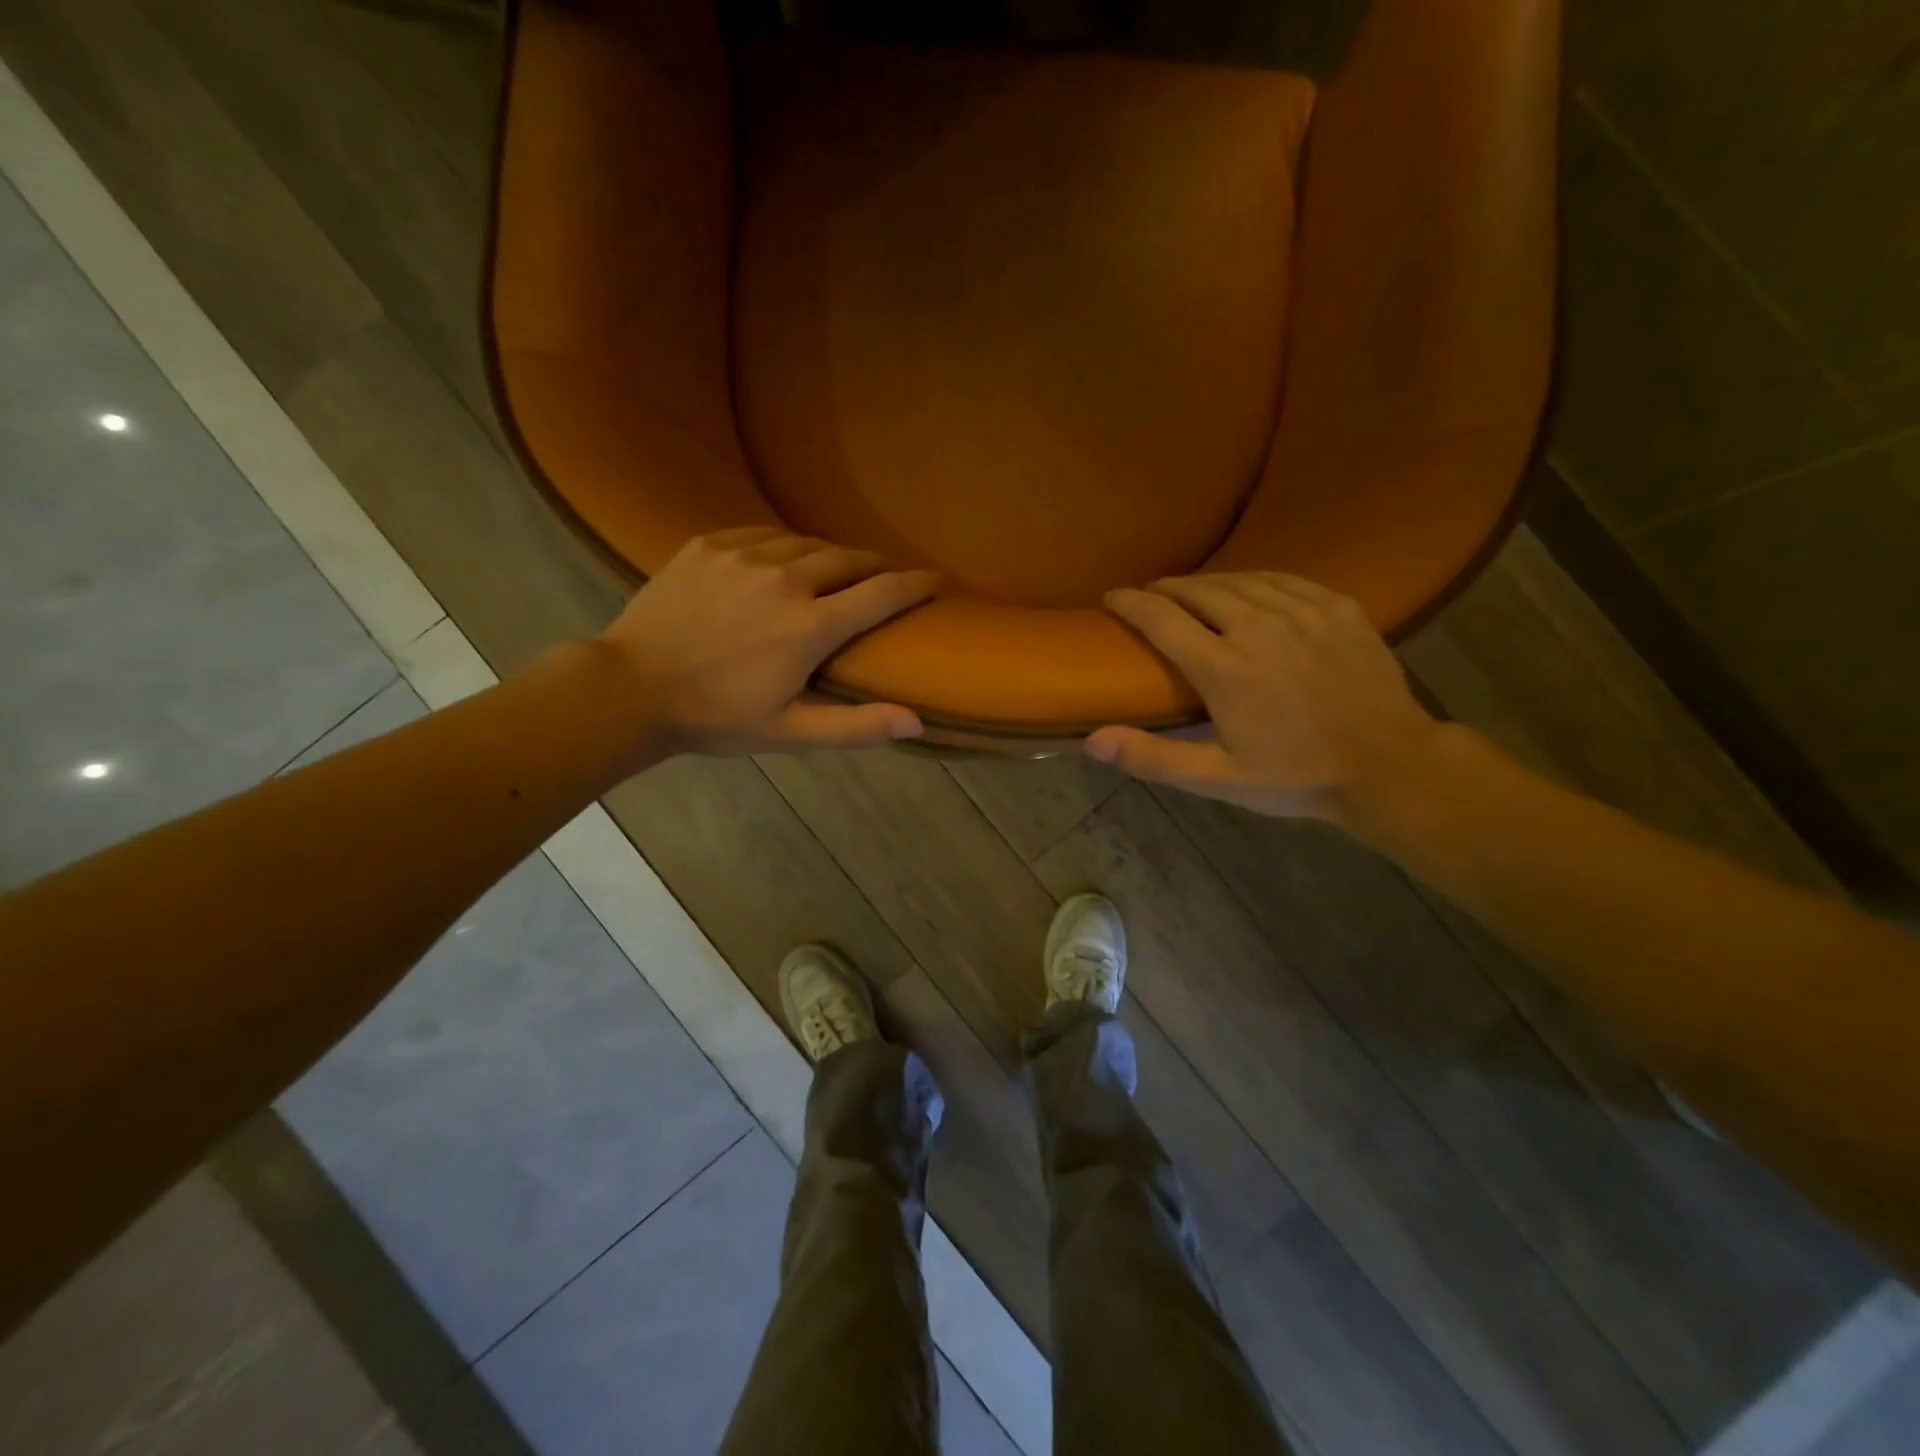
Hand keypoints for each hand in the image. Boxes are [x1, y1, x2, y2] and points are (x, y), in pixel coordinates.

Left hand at [598, 527, 936, 754]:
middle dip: (874, 567)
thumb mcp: (790, 733)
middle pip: (849, 559)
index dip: (915, 583)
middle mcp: (785, 580)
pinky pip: (764, 534)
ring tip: (834, 571)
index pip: (882, 593)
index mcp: (810, 627)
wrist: (630, 688)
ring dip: (830, 556)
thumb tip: (917, 722)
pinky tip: (782, 561)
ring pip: (807, 543)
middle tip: (882, 577)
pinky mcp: (710, 544)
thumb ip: (856, 726)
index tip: (934, 578)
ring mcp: (744, 556)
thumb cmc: (716, 717)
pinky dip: (785, 546)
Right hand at [1085, 572, 1446, 820]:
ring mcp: (1303, 612)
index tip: (1112, 598)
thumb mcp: (1218, 778)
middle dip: (1168, 589)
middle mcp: (1258, 627)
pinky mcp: (1338, 607)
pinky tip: (1249, 588)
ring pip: (1242, 580)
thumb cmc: (1295, 776)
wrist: (1388, 765)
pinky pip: (1284, 580)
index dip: (1131, 603)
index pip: (1162, 619)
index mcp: (1224, 668)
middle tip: (1151, 594)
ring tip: (1193, 591)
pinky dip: (1255, 580)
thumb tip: (1092, 740)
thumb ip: (1153, 757)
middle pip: (1200, 591)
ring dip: (1208, 582)